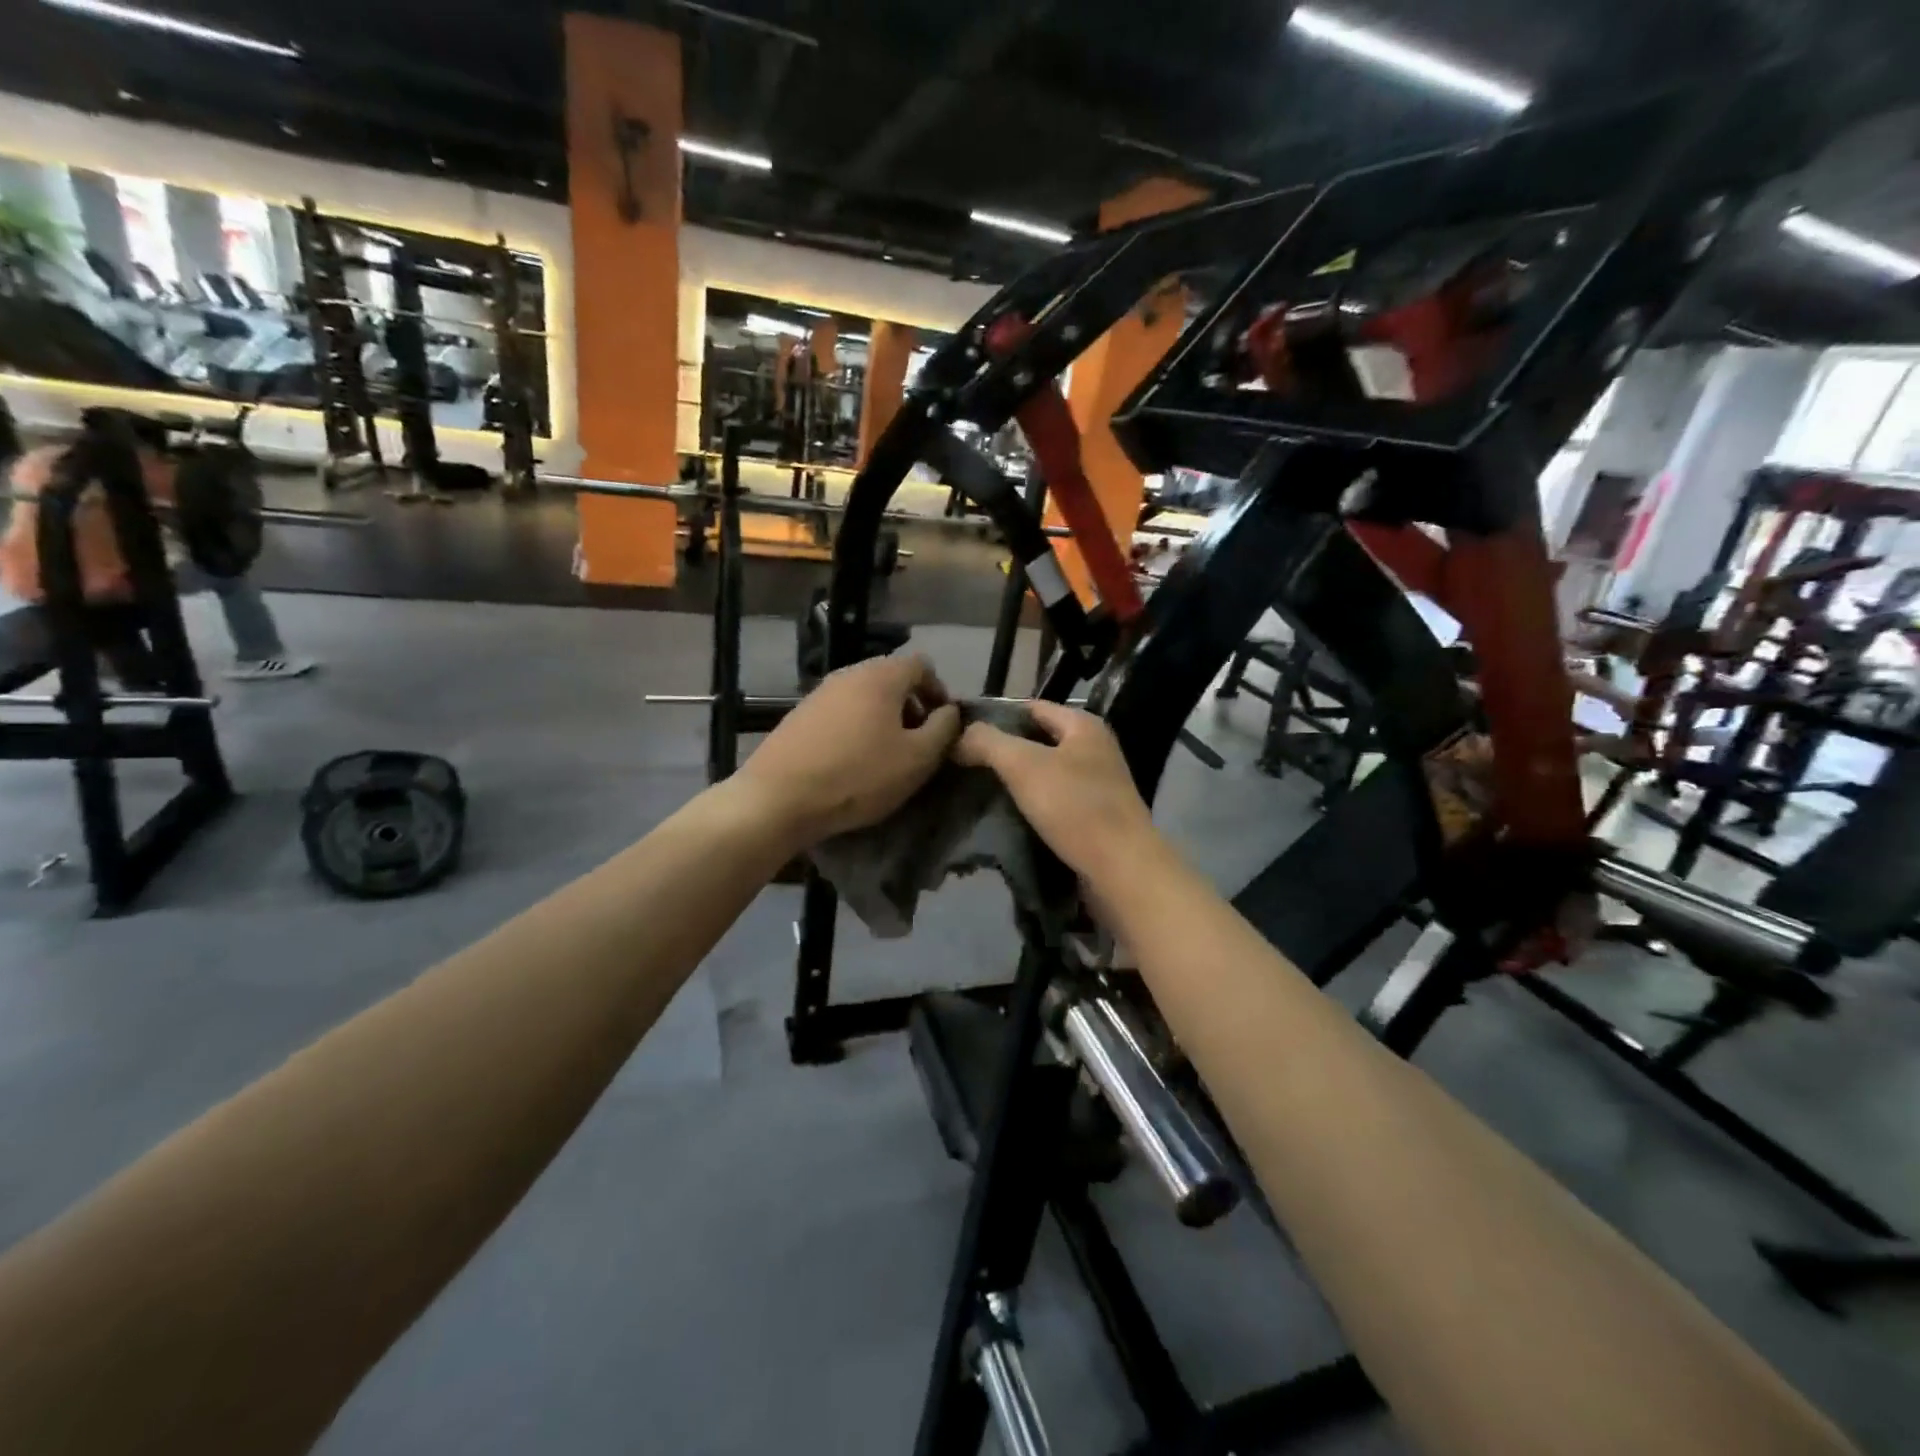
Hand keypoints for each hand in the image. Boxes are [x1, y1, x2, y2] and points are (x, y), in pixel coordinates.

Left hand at [735, 654, 960, 846]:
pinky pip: (840, 713)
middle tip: (917, 743)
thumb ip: (944, 729)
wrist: (779, 798)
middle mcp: (848, 674)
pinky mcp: (799, 716)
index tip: (942, 726)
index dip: (939, 691)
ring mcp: (819, 693)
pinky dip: (855, 728)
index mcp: (881, 676)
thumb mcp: (918, 758)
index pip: (921, 665)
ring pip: (864, 697)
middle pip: (891, 679)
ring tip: (885, 756)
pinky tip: (852, 762)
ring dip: (882, 719)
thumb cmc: (859, 776)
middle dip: (911, 707)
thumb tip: (950, 711)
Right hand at [953, 701, 1159, 884]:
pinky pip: (1053, 803)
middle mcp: (1094, 749)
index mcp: (1083, 725)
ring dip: (1014, 782)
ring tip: (975, 790)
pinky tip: (1003, 818)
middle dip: (1001, 751)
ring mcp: (1096, 786)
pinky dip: (1030, 807)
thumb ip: (988, 742)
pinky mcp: (1094, 818)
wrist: (1122, 870)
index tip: (959, 732)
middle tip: (961, 763)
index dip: (994, 715)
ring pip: (1044, 774)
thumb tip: (959, 735)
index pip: (1030, 707)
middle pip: (1037, 741)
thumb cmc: (1075, 807)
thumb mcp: (1023, 765)